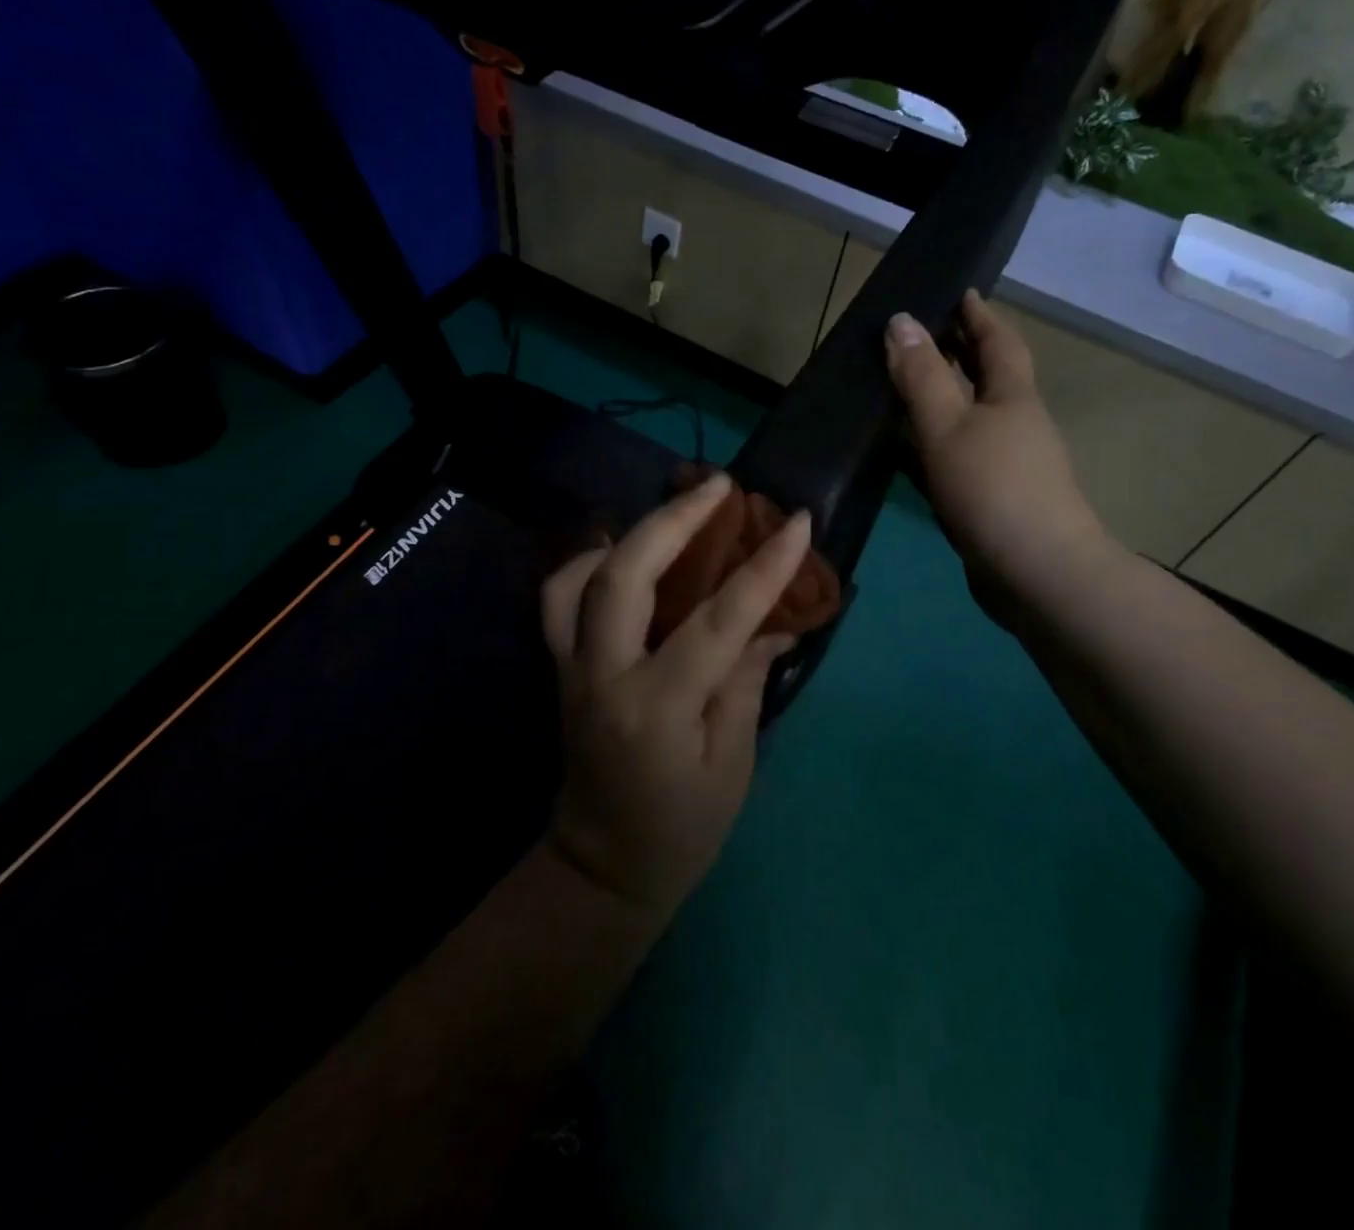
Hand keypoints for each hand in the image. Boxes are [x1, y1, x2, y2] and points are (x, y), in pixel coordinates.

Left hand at [539, 473, 810, 917]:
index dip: (762, 568)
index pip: (717, 620)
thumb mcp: (732, 763)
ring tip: (671, 515)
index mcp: (658, 708)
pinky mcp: (558, 668)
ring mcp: (571, 669)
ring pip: (578, 576)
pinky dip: (585, 564)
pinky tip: (621, 554)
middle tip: (720, 486)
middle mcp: (604, 676)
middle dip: (674, 520)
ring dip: (626, 533)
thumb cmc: (681, 828)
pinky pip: (557, 599)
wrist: (601, 868)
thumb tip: (777, 620)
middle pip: (625, 574)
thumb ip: (747, 680)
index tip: (795, 522)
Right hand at [884, 290, 1115, 625]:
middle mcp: (1015, 426)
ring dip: (940, 402)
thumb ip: (922, 376)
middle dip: (959, 354)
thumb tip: (900, 320)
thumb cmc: (993, 488)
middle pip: (986, 379)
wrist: (1035, 573)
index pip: (999, 341)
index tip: (959, 292)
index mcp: (1013, 397)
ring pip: (969, 421)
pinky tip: (904, 456)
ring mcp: (1006, 467)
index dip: (978, 315)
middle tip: (918, 337)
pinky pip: (957, 459)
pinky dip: (931, 448)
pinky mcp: (991, 502)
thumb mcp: (948, 425)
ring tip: (898, 391)